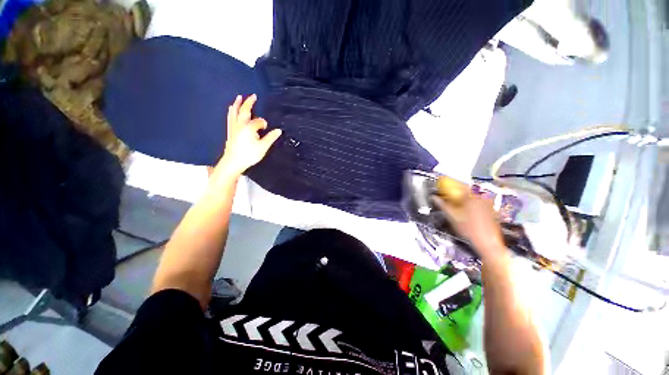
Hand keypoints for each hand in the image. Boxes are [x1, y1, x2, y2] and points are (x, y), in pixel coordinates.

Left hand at [215, 95, 281, 176]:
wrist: (233, 162)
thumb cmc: (249, 154)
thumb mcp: (263, 147)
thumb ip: (270, 137)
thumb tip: (279, 131)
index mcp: (249, 128)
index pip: (258, 121)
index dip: (263, 123)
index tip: (266, 128)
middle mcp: (240, 125)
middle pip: (244, 111)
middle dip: (249, 103)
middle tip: (253, 96)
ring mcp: (234, 127)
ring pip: (235, 112)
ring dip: (237, 104)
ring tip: (239, 97)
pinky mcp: (230, 131)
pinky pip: (230, 118)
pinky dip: (231, 111)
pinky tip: (231, 110)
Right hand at [432, 192, 505, 260]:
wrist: (487, 243)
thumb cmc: (469, 229)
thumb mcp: (452, 217)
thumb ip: (442, 205)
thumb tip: (434, 198)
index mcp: (472, 196)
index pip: (459, 185)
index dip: (450, 186)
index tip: (444, 189)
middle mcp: (482, 197)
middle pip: (467, 190)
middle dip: (458, 193)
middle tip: (450, 199)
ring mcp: (489, 203)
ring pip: (474, 197)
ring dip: (465, 199)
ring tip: (458, 207)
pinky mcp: (492, 210)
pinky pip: (480, 202)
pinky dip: (473, 204)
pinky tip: (468, 213)